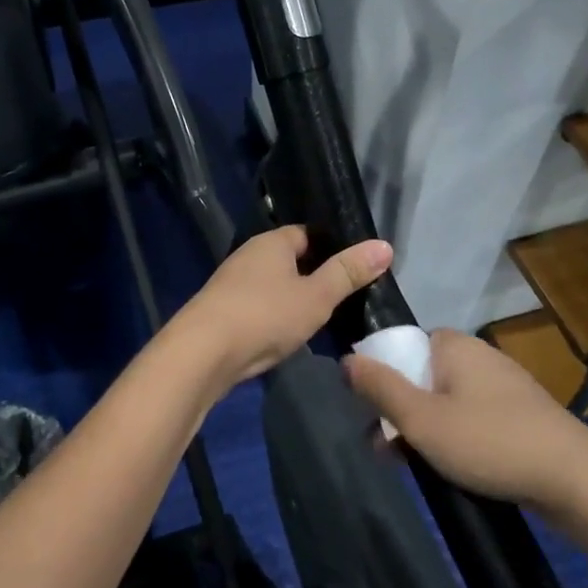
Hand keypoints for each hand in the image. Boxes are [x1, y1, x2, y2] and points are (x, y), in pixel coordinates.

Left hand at [172, 226, 392, 388]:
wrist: (203, 353)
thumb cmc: (265, 316)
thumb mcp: (317, 296)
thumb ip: (348, 273)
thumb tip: (385, 245)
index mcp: (271, 242)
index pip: (308, 234)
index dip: (333, 248)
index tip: (356, 269)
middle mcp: (249, 255)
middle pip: (290, 259)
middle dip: (314, 276)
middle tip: (346, 297)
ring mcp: (232, 284)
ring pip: (274, 285)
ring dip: (294, 299)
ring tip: (322, 319)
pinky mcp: (222, 311)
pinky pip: (259, 307)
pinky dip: (275, 317)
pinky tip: (288, 335)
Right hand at [343, 329, 587, 523]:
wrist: (576, 480)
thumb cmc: (489, 442)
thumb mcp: (421, 419)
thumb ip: (379, 388)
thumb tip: (345, 360)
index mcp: (453, 345)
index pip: (400, 346)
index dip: (379, 377)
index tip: (371, 415)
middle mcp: (478, 355)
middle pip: (419, 375)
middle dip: (399, 411)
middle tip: (386, 450)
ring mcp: (502, 384)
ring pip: (444, 400)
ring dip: (423, 429)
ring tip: (412, 465)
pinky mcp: (519, 413)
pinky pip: (470, 416)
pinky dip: (454, 436)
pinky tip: (450, 467)